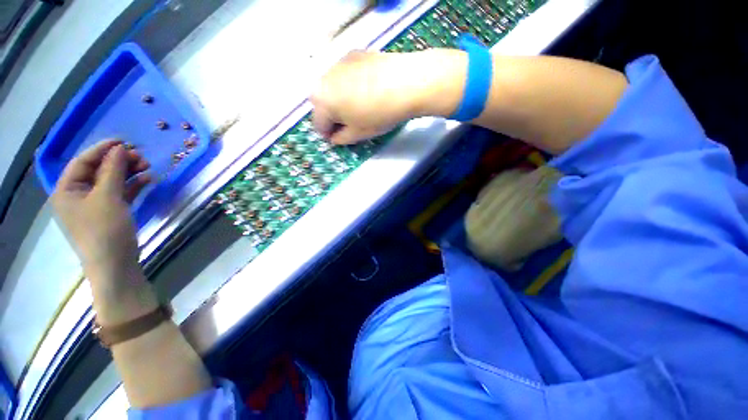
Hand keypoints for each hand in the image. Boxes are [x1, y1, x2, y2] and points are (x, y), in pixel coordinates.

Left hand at [51, 140, 151, 283]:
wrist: (115, 263)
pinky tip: (147, 180)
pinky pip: (121, 192)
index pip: (83, 161)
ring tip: (147, 167)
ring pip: (112, 181)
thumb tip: (120, 148)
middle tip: (141, 156)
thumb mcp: (108, 197)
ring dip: (129, 172)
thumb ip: (113, 170)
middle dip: (119, 162)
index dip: (102, 149)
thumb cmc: (105, 230)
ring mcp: (95, 204)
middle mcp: (78, 194)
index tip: (124, 141)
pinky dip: (133, 185)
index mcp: (67, 190)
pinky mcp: (111, 212)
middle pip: (99, 170)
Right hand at [311, 50, 466, 143]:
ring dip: (339, 99)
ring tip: (360, 106)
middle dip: (332, 116)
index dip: (329, 135)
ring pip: (333, 87)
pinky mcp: (354, 54)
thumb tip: (334, 137)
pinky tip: (368, 89)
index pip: (319, 124)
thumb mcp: (358, 134)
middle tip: (350, 123)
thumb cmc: (378, 114)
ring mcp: (339, 63)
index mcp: (322, 100)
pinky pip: (345, 75)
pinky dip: (350, 84)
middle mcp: (323, 78)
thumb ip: (341, 139)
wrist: (406, 83)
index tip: (340, 138)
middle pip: (322, 103)